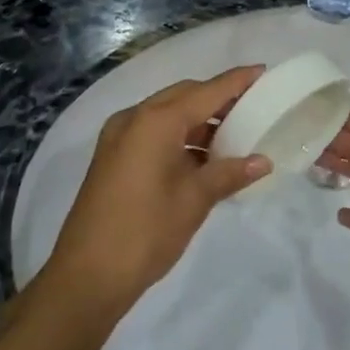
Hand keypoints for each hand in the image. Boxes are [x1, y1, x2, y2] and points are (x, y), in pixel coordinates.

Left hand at [48, 67, 271, 310]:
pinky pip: (153, 132)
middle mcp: (134, 118)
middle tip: (251, 107)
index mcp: (156, 121)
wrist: (86, 277)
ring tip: (233, 136)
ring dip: (198, 121)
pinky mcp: (113, 156)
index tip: (262, 72)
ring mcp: (119, 136)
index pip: (206, 91)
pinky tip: (202, 158)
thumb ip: (229, 173)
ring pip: (167, 114)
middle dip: (217, 99)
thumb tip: (263, 161)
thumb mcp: (194, 200)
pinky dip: (179, 136)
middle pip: (184, 96)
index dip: (236, 81)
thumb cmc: (145, 232)